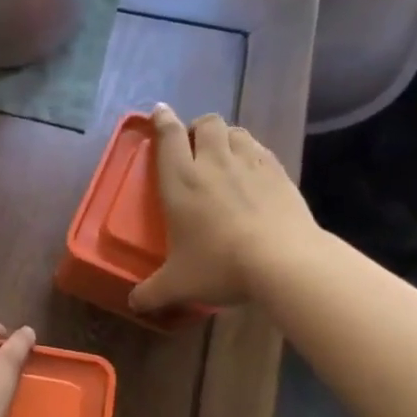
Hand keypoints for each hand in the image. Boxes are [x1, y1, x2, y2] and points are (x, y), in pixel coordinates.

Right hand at [129, 104, 314, 313]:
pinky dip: (252, 153)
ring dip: (226, 137)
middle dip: (198, 127)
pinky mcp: (279, 173)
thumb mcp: (178, 285)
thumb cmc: (220, 265)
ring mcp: (250, 164)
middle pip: (206, 124)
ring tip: (224, 155)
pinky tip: (253, 172)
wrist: (284, 261)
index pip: (168, 137)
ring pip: (236, 131)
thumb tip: (133, 304)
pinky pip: (261, 150)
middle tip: (195, 146)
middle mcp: (213, 163)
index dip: (162, 120)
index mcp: (181, 180)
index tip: (160, 111)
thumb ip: (151, 293)